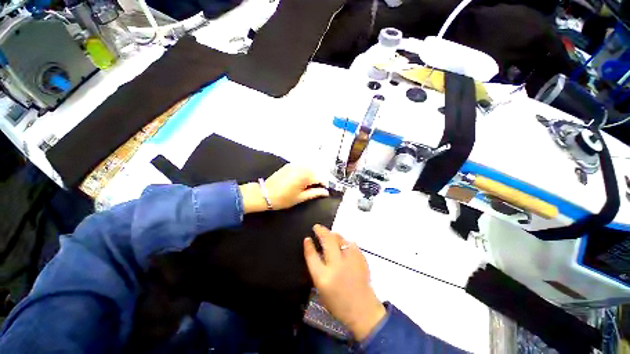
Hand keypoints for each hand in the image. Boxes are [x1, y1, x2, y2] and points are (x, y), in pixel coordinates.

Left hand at [239, 164, 328, 212]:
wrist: (265, 194)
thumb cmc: (283, 198)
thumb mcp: (301, 198)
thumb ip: (315, 193)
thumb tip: (326, 192)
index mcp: (305, 176)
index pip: (321, 177)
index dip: (324, 184)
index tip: (324, 190)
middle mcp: (301, 167)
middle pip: (316, 171)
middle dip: (318, 179)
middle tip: (316, 188)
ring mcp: (295, 165)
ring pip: (309, 168)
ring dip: (312, 175)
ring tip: (308, 184)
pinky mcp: (289, 165)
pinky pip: (302, 166)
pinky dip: (305, 172)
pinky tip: (301, 179)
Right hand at [304, 225, 385, 340]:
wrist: (363, 310)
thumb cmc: (338, 303)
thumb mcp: (321, 289)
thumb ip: (318, 269)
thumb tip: (317, 250)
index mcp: (324, 278)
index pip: (312, 257)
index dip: (308, 246)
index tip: (307, 238)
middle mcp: (337, 266)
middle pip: (328, 240)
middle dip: (321, 231)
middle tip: (317, 227)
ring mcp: (350, 261)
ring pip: (340, 239)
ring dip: (334, 235)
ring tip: (330, 235)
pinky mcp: (361, 259)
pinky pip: (351, 244)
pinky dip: (345, 243)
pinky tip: (344, 246)